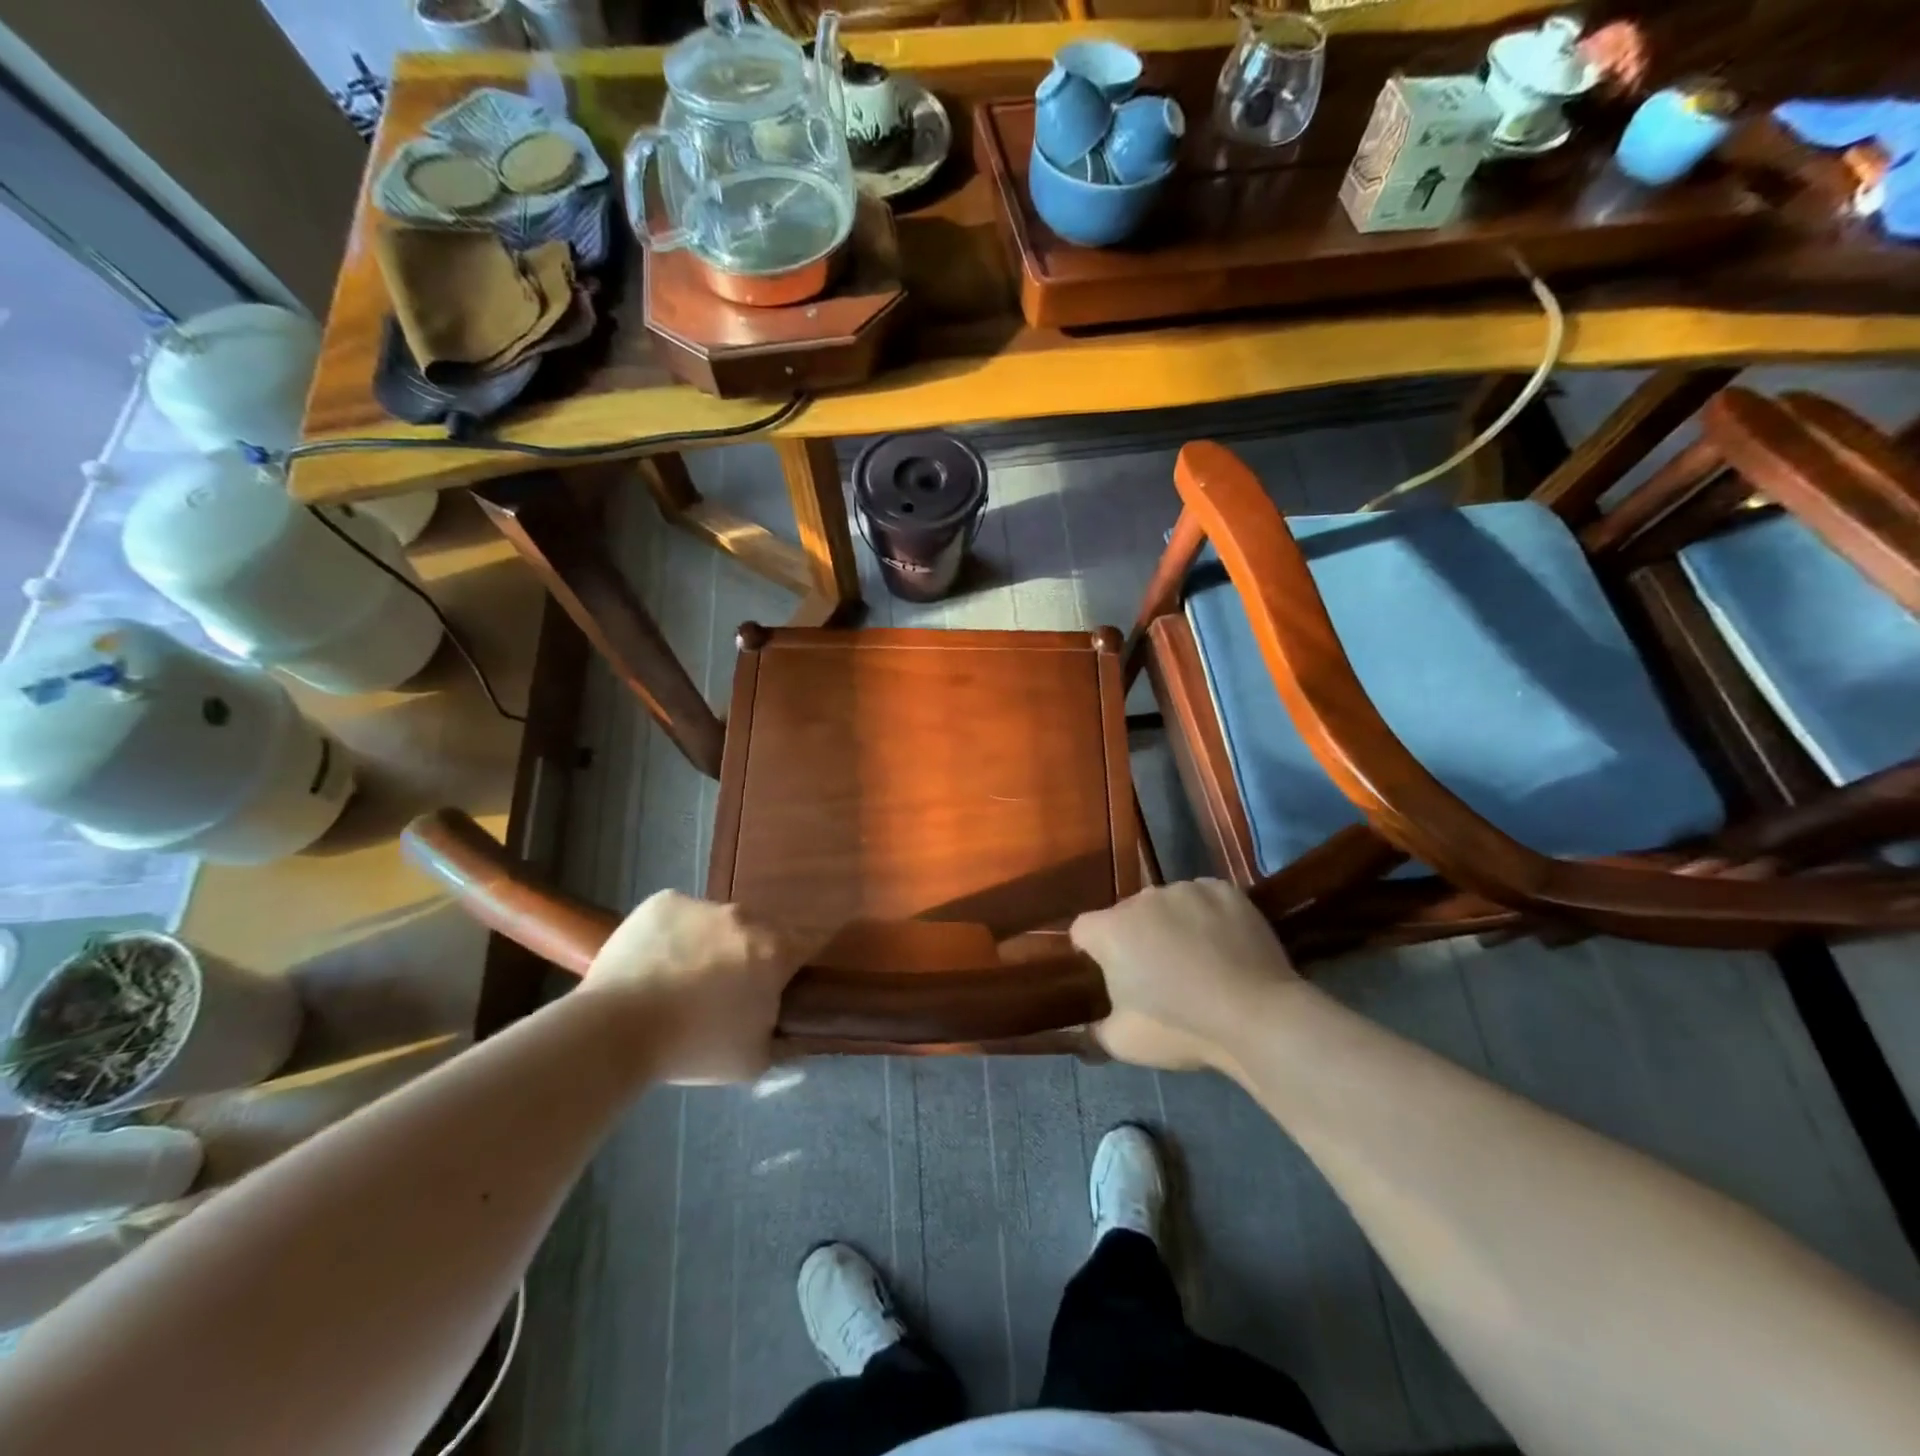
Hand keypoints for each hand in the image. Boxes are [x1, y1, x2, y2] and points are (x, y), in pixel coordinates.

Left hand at [582, 891, 825, 1083]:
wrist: (616, 1031)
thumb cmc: (692, 1048)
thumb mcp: (753, 1061)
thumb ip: (781, 1039)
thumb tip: (790, 1030)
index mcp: (774, 951)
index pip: (801, 949)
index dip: (788, 971)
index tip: (770, 992)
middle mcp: (744, 917)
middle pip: (756, 933)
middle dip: (745, 957)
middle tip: (721, 992)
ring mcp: (702, 905)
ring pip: (716, 923)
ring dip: (709, 944)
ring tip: (678, 980)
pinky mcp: (663, 902)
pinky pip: (679, 915)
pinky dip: (673, 934)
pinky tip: (655, 963)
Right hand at [1071, 880, 1299, 1069]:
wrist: (1258, 1017)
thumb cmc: (1182, 1029)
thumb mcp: (1124, 1042)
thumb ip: (1095, 1028)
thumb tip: (1088, 1025)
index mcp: (1110, 930)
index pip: (1083, 931)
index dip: (1092, 953)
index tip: (1112, 977)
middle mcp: (1142, 898)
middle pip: (1127, 915)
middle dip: (1135, 939)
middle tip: (1158, 975)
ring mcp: (1186, 890)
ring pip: (1167, 905)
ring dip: (1171, 925)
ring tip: (1197, 960)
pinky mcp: (1224, 890)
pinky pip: (1203, 899)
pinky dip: (1206, 916)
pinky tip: (1223, 945)